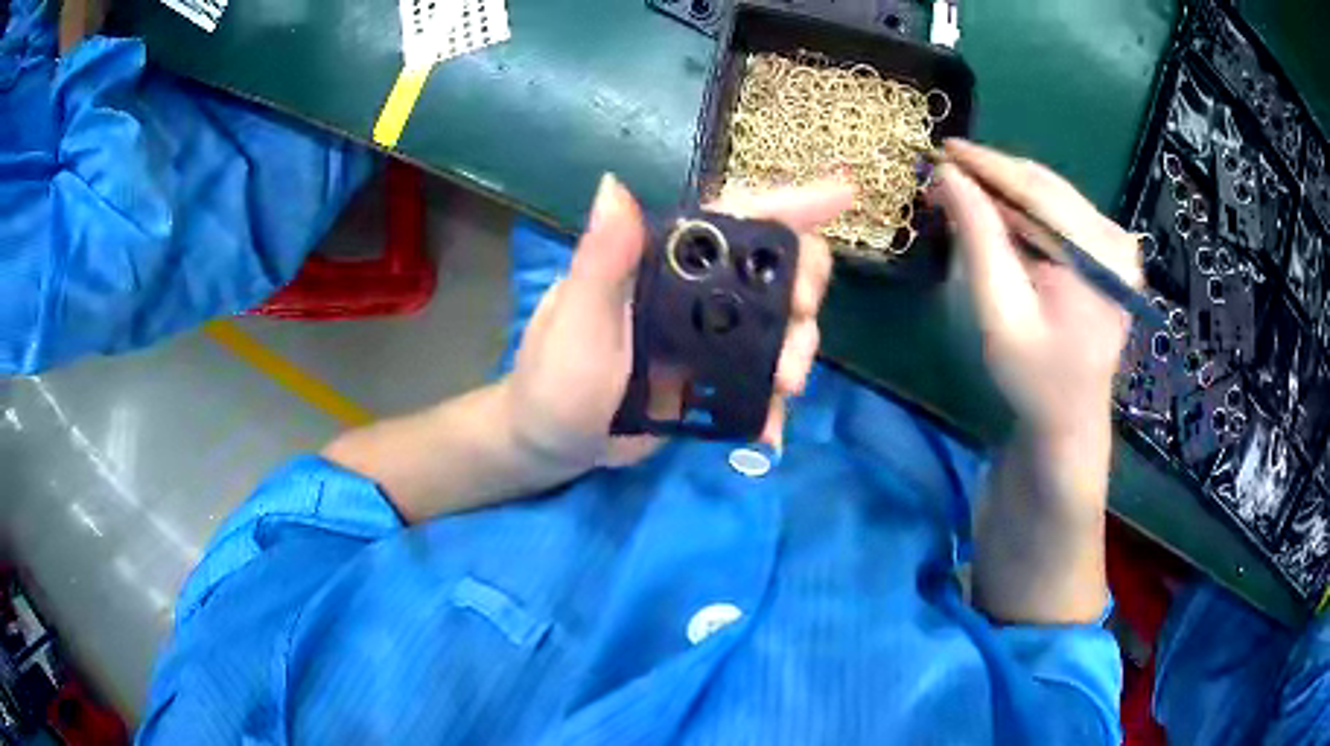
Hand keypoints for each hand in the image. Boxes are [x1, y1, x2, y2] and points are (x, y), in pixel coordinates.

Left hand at [504, 174, 852, 474]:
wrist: (553, 444)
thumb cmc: (554, 378)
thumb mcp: (576, 321)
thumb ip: (600, 260)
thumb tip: (613, 185)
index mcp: (662, 261)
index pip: (732, 220)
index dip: (790, 202)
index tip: (843, 197)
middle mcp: (694, 291)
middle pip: (773, 271)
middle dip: (802, 289)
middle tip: (801, 320)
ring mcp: (708, 338)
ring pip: (777, 329)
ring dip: (796, 351)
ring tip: (787, 386)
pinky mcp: (712, 380)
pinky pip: (759, 383)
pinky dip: (772, 404)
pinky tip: (769, 428)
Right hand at [933, 139, 1142, 440]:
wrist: (1071, 419)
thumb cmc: (1034, 377)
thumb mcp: (1000, 314)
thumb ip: (979, 241)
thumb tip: (950, 176)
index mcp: (1099, 259)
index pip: (1038, 192)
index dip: (988, 165)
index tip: (944, 148)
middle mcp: (1116, 242)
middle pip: (1047, 187)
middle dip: (994, 175)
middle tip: (945, 172)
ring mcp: (1117, 246)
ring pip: (1053, 195)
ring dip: (1007, 190)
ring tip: (964, 190)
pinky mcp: (1110, 252)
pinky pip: (1062, 213)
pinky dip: (1026, 207)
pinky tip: (999, 212)